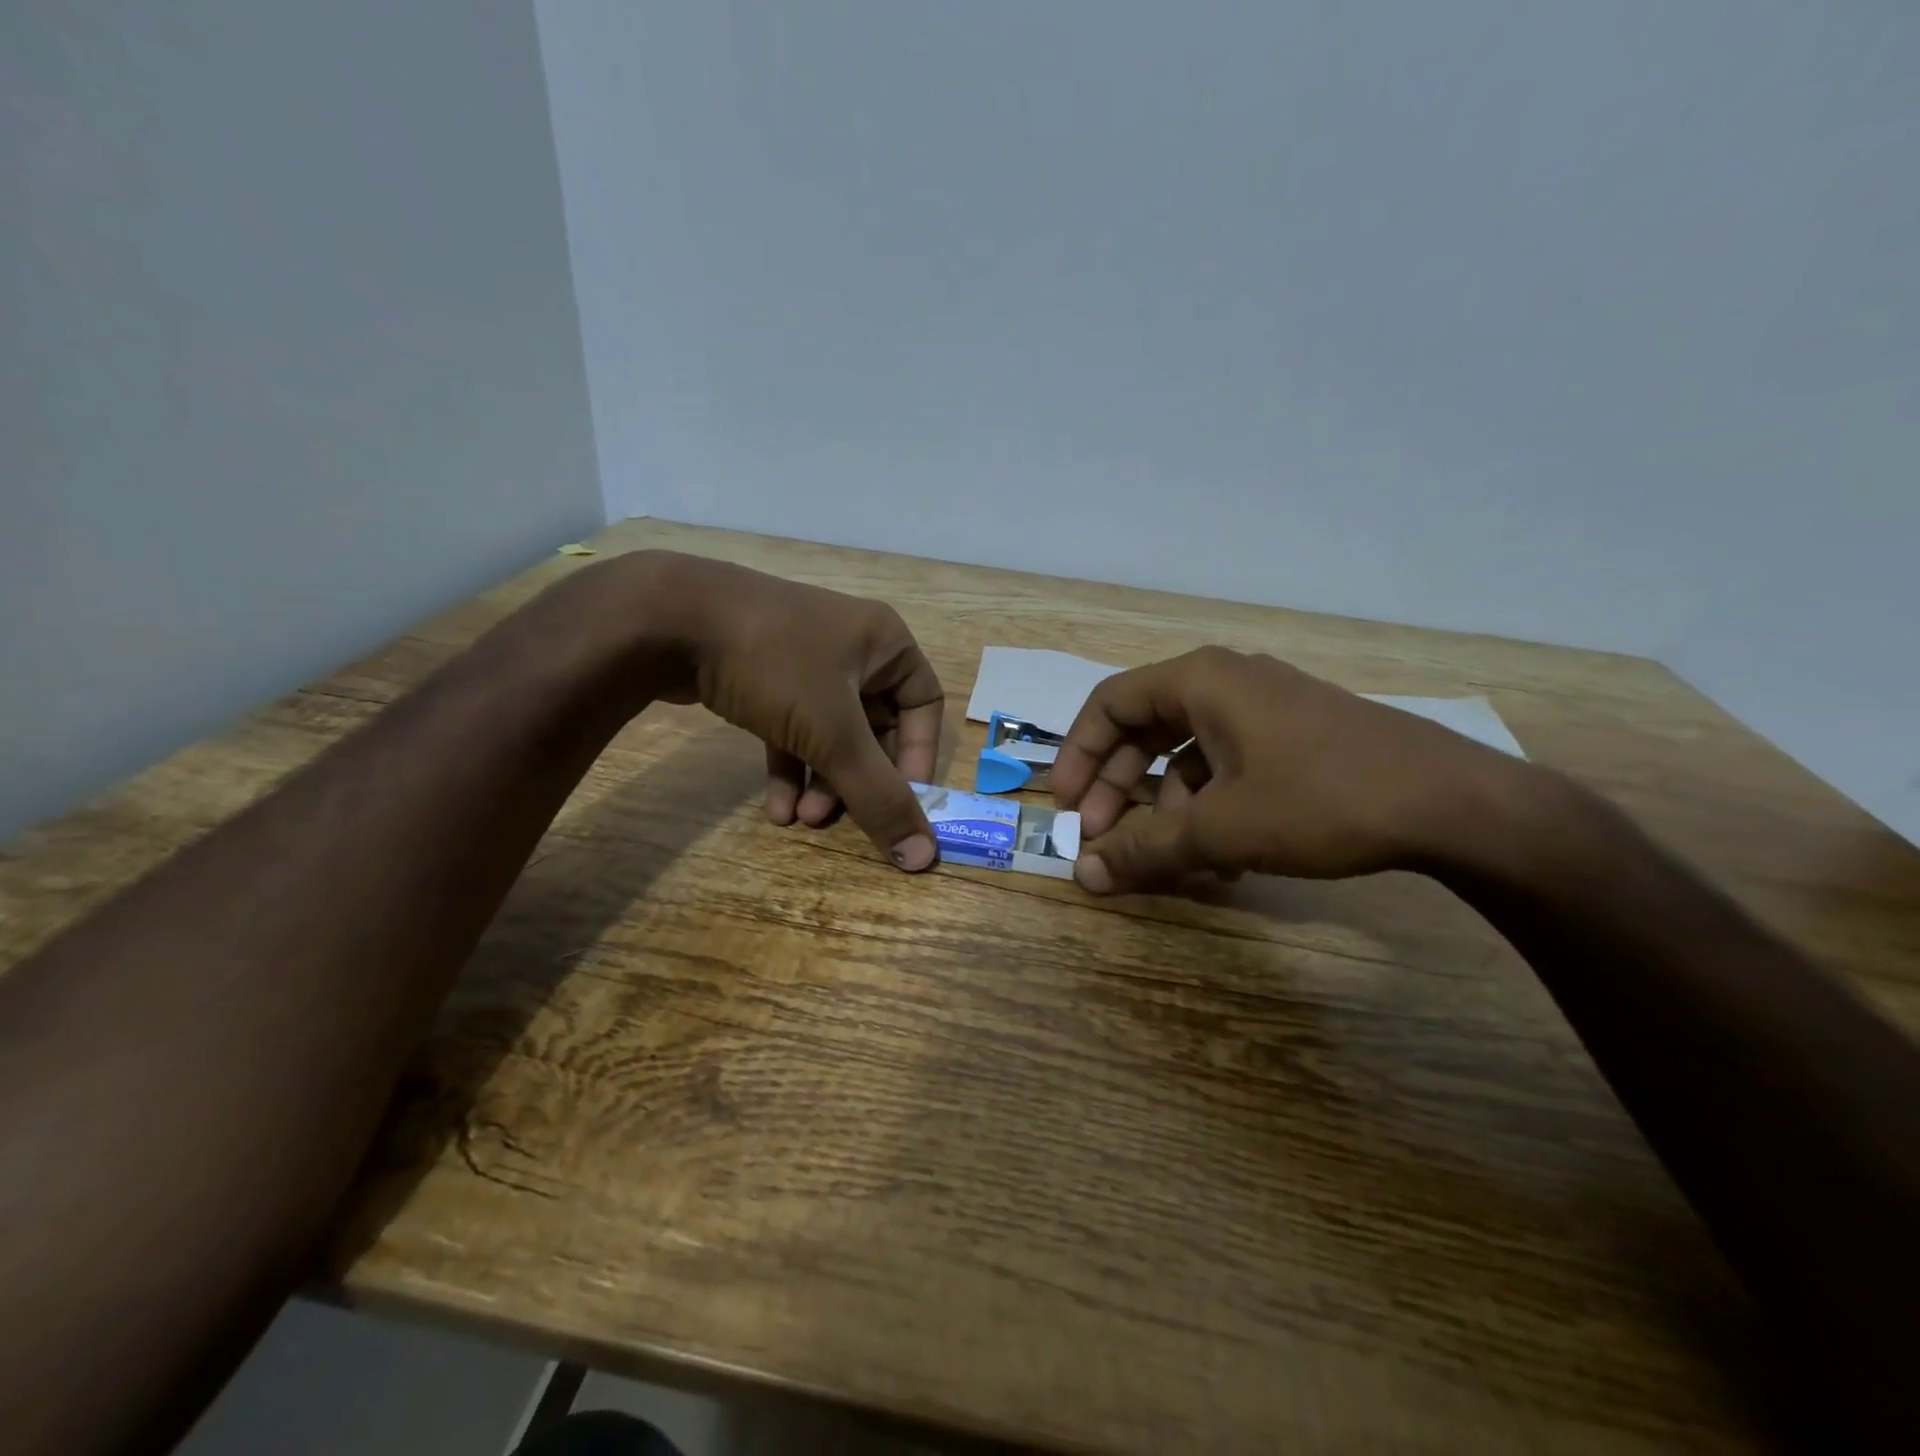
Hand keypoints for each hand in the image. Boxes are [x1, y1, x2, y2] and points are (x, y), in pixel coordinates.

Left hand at [636, 552, 944, 869]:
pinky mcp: (765, 674)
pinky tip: (775, 808)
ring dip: (822, 780)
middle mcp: (852, 647)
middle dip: (858, 778)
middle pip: (874, 726)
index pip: (923, 706)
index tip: (902, 803)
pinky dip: (790, 764)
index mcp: (885, 644)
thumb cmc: (775, 665)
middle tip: (836, 818)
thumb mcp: (833, 733)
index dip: (918, 758)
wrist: (668, 617)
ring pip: (831, 731)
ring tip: (800, 821)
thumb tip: (924, 857)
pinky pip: (793, 725)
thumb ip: (879, 796)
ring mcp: (804, 659)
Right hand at [1050, 647, 1517, 892]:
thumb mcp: (1221, 829)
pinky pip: (1229, 764)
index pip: (1109, 704)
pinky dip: (1211, 804)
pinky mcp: (1295, 735)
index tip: (1064, 807)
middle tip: (1103, 836)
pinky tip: (1224, 855)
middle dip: (1118, 786)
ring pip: (1188, 752)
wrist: (1455, 804)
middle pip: (1145, 728)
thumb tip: (1082, 877)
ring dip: (1167, 805)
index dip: (1078, 755)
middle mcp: (1227, 681)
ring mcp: (1266, 706)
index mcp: (1199, 681)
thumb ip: (1145, 849)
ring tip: (1175, 859)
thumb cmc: (1322, 799)